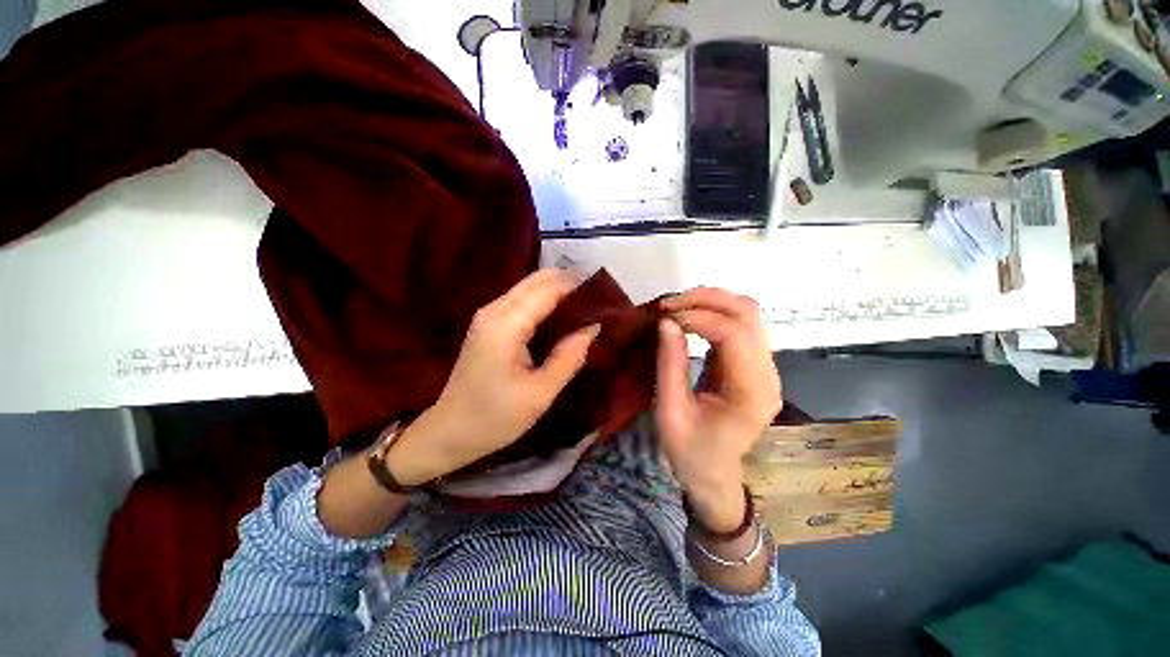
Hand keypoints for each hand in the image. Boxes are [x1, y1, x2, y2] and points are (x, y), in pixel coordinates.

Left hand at [388, 269, 599, 484]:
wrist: (449, 432)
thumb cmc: (495, 418)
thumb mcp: (540, 393)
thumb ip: (569, 357)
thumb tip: (593, 327)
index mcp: (507, 325)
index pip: (548, 289)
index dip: (578, 284)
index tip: (606, 289)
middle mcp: (494, 310)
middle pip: (537, 280)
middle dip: (569, 282)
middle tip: (599, 297)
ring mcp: (488, 315)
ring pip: (529, 287)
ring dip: (558, 290)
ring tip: (587, 304)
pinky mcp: (488, 324)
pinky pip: (522, 300)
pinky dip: (545, 301)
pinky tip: (562, 315)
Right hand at [656, 288, 780, 531]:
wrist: (713, 474)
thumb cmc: (689, 451)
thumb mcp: (670, 412)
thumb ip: (670, 365)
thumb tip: (667, 322)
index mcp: (751, 392)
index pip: (733, 333)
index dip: (697, 317)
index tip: (664, 318)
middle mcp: (767, 374)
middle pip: (747, 313)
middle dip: (706, 299)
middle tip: (668, 304)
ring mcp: (764, 367)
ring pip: (747, 313)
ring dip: (710, 302)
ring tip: (676, 308)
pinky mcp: (753, 364)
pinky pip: (739, 324)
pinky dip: (713, 313)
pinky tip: (689, 318)